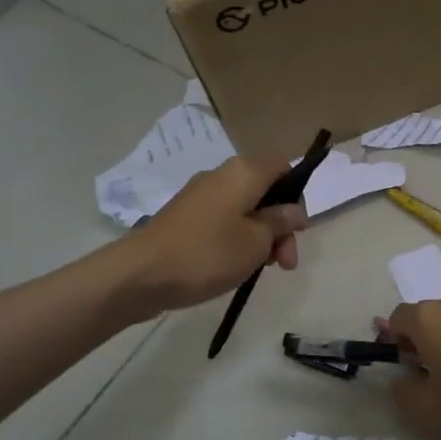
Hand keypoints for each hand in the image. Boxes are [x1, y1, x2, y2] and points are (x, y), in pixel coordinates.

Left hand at [126, 157, 307, 312]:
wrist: (142, 274)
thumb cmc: (208, 253)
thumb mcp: (256, 241)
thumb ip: (280, 222)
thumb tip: (293, 210)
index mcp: (243, 172)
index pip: (281, 165)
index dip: (296, 193)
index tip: (298, 228)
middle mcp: (221, 176)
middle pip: (265, 191)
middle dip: (281, 225)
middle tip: (285, 262)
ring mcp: (199, 196)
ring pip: (244, 209)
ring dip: (260, 236)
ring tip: (261, 269)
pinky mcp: (185, 217)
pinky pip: (223, 221)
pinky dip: (236, 239)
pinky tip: (236, 266)